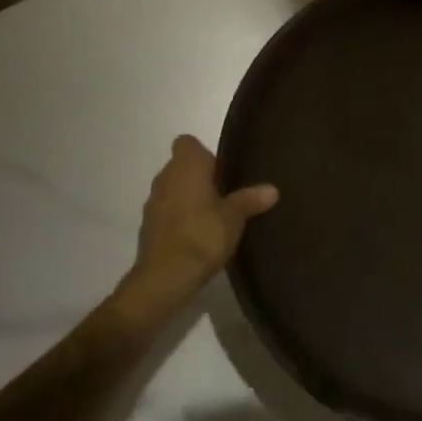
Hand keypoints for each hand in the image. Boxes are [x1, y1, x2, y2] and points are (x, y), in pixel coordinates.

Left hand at [118, 136, 277, 311]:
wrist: (164, 278)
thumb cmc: (202, 236)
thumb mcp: (234, 218)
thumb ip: (250, 200)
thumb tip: (273, 189)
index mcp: (186, 166)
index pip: (188, 142)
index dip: (205, 154)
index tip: (222, 172)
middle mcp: (165, 176)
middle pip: (182, 166)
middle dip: (200, 177)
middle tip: (225, 195)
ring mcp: (153, 201)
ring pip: (173, 188)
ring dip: (188, 198)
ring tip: (213, 217)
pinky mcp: (148, 226)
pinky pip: (167, 211)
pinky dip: (179, 217)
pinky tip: (197, 236)